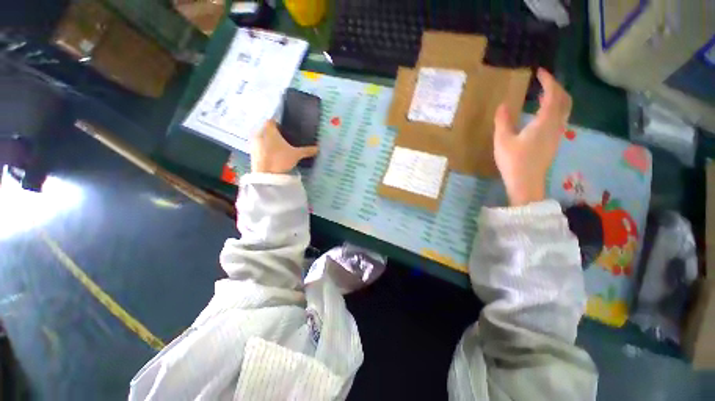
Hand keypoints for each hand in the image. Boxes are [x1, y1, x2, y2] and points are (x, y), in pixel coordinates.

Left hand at [251, 120, 318, 173]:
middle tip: (285, 140)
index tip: (286, 130)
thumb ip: (307, 150)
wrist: (266, 176)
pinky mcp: (252, 152)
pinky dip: (265, 148)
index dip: (279, 124)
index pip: (272, 120)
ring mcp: (254, 143)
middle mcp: (259, 133)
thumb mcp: (296, 155)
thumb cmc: (280, 160)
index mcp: (269, 129)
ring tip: (279, 148)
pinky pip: (259, 146)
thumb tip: (318, 148)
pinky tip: (273, 155)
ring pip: (262, 138)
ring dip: (269, 141)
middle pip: (267, 129)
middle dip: (275, 133)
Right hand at [493, 68, 571, 206]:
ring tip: (544, 94)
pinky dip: (556, 108)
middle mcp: (556, 125)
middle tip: (544, 81)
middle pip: (565, 100)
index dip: (548, 81)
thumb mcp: (502, 140)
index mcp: (544, 122)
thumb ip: (503, 121)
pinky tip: (543, 113)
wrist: (525, 182)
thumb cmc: (513, 161)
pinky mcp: (554, 142)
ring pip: (565, 109)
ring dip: (558, 97)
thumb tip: (503, 104)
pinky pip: (561, 118)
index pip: (553, 95)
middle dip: (557, 87)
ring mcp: (557, 134)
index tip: (540, 72)